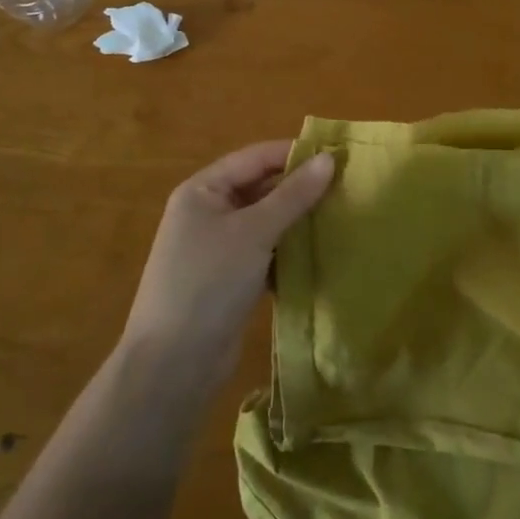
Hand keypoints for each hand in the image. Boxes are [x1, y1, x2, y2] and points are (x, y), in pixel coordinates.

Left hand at [120, 142, 334, 394]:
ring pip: (265, 222)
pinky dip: (289, 250)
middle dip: (299, 188)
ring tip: (341, 215)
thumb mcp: (254, 232)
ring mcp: (217, 248)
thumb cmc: (209, 283)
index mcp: (202, 190)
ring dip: (297, 220)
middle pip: (259, 188)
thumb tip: (328, 159)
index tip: (337, 155)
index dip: (294, 154)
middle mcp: (207, 212)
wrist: (173, 364)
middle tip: (346, 186)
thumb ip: (293, 196)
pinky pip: (264, 252)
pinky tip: (321, 252)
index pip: (255, 158)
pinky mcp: (229, 279)